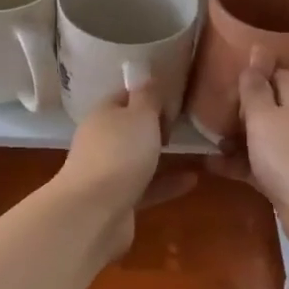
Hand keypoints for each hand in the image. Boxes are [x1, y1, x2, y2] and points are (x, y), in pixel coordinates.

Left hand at [56, 84, 197, 259]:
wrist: (93, 213)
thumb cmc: (120, 153)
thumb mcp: (140, 115)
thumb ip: (147, 96)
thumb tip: (146, 75)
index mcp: (103, 114)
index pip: (125, 95)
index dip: (149, 94)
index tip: (175, 98)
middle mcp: (102, 140)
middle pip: (130, 128)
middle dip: (155, 125)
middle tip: (186, 124)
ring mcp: (108, 172)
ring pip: (138, 158)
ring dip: (162, 155)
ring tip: (194, 150)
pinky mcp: (118, 201)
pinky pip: (147, 187)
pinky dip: (167, 183)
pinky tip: (193, 180)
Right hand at [209, 50, 288, 230]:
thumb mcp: (264, 116)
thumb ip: (255, 87)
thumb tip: (257, 49)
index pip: (275, 72)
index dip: (251, 72)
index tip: (222, 75)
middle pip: (268, 104)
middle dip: (239, 107)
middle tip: (206, 108)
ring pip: (262, 135)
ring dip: (236, 136)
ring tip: (205, 138)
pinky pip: (260, 163)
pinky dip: (239, 163)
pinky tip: (212, 165)